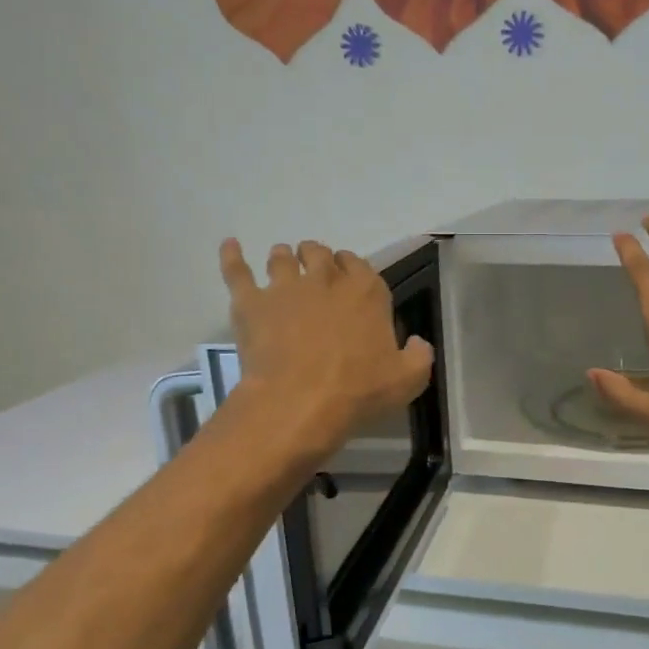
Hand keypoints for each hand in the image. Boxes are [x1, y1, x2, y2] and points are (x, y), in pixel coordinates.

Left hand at [220, 238, 433, 456]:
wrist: (300, 402)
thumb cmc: (358, 391)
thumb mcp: (408, 380)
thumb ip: (419, 356)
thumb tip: (418, 342)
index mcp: (366, 292)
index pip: (359, 265)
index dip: (352, 269)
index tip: (348, 279)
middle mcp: (325, 279)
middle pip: (319, 253)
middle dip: (317, 257)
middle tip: (315, 270)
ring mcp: (284, 287)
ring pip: (281, 257)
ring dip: (283, 257)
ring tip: (282, 263)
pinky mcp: (251, 303)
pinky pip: (237, 271)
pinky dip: (232, 256)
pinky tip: (230, 245)